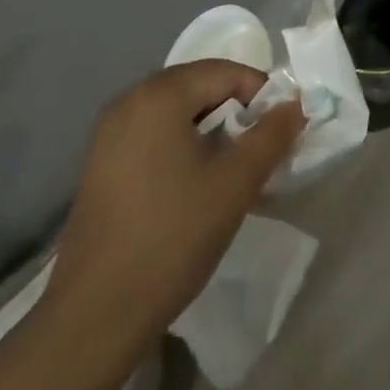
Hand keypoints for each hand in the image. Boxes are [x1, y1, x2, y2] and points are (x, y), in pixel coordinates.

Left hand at [43, 60, 303, 356]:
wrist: (94, 317)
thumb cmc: (172, 237)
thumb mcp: (236, 183)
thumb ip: (272, 135)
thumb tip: (295, 105)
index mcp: (159, 95)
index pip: (226, 72)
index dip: (262, 95)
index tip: (281, 132)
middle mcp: (129, 101)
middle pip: (200, 88)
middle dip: (238, 113)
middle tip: (262, 151)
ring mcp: (109, 135)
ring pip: (178, 114)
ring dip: (213, 133)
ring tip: (235, 172)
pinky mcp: (101, 166)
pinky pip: (155, 137)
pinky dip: (185, 148)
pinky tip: (198, 187)